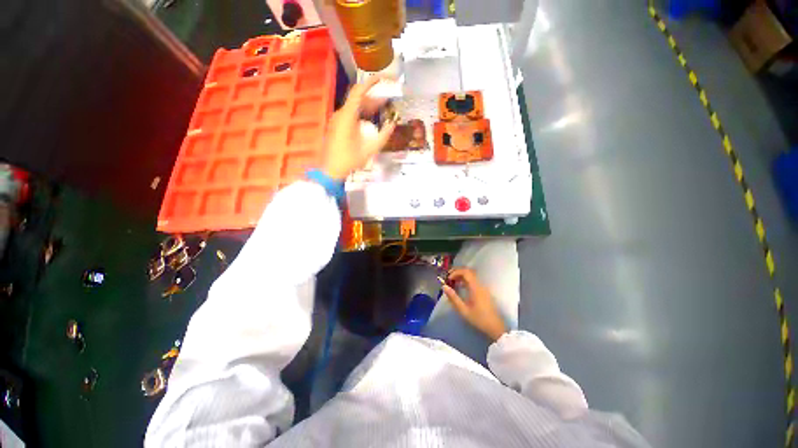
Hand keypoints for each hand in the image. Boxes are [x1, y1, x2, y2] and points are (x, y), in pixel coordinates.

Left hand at [321, 77, 396, 179]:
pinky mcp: (337, 126)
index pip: (359, 92)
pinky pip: (350, 114)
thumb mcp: (370, 149)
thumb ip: (383, 136)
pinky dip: (361, 114)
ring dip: (368, 107)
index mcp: (347, 116)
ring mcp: (337, 120)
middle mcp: (341, 114)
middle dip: (373, 97)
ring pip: (354, 107)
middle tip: (387, 99)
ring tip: (382, 108)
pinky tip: (370, 120)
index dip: (371, 83)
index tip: (382, 79)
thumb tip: (393, 124)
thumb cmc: (350, 159)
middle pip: (357, 99)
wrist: (332, 169)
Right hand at [442, 268, 507, 341]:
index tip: (448, 279)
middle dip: (457, 272)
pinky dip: (466, 280)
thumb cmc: (479, 319)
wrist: (495, 327)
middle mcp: (480, 285)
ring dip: (461, 276)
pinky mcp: (484, 291)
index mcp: (475, 288)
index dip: (455, 272)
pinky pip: (474, 281)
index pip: (465, 272)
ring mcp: (483, 287)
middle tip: (449, 278)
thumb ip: (453, 298)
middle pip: (469, 272)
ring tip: (453, 282)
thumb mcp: (463, 310)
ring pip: (471, 276)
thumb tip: (444, 287)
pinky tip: (461, 287)